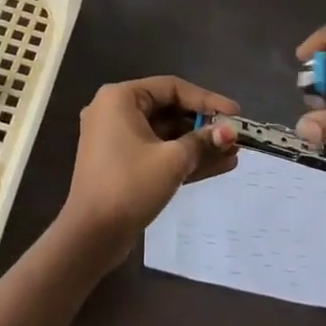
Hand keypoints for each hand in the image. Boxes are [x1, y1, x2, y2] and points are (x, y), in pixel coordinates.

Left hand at [61, 76, 240, 264]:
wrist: (90, 237)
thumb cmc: (129, 186)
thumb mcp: (172, 161)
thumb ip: (203, 142)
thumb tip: (231, 133)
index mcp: (120, 98)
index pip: (172, 88)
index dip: (207, 100)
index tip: (235, 113)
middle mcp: (115, 111)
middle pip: (169, 110)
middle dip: (204, 125)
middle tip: (235, 135)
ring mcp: (117, 139)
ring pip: (165, 134)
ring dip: (198, 144)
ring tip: (233, 153)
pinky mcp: (122, 164)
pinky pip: (157, 152)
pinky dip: (183, 158)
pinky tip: (219, 165)